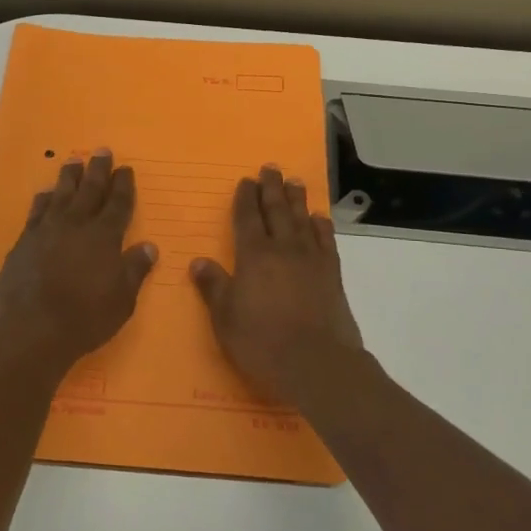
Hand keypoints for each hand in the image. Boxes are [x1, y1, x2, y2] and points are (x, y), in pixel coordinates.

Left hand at [0, 149, 155, 384]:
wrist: (30, 331)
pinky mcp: (23, 243)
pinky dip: (42, 200)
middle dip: (98, 170)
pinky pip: (36, 212)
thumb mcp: (122, 300)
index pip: (118, 203)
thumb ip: (134, 270)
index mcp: (104, 237)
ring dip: (69, 177)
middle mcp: (76, 225)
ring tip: (73, 161)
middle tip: (102, 151)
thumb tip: (149, 246)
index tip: (125, 168)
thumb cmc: (84, 319)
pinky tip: (44, 194)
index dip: (123, 185)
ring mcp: (46, 231)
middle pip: (89, 190)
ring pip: (60, 194)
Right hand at [192, 166, 368, 414]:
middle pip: (276, 211)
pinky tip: (319, 218)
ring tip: (295, 181)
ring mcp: (311, 260)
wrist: (316, 363)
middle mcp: (283, 249)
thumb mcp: (225, 318)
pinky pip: (326, 241)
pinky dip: (321, 226)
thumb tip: (199, 261)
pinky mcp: (332, 275)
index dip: (245, 198)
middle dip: (271, 188)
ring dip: (297, 199)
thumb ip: (214, 287)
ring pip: (302, 220)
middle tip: (271, 168)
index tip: (246, 180)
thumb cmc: (262, 342)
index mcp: (254, 256)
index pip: (247, 218)